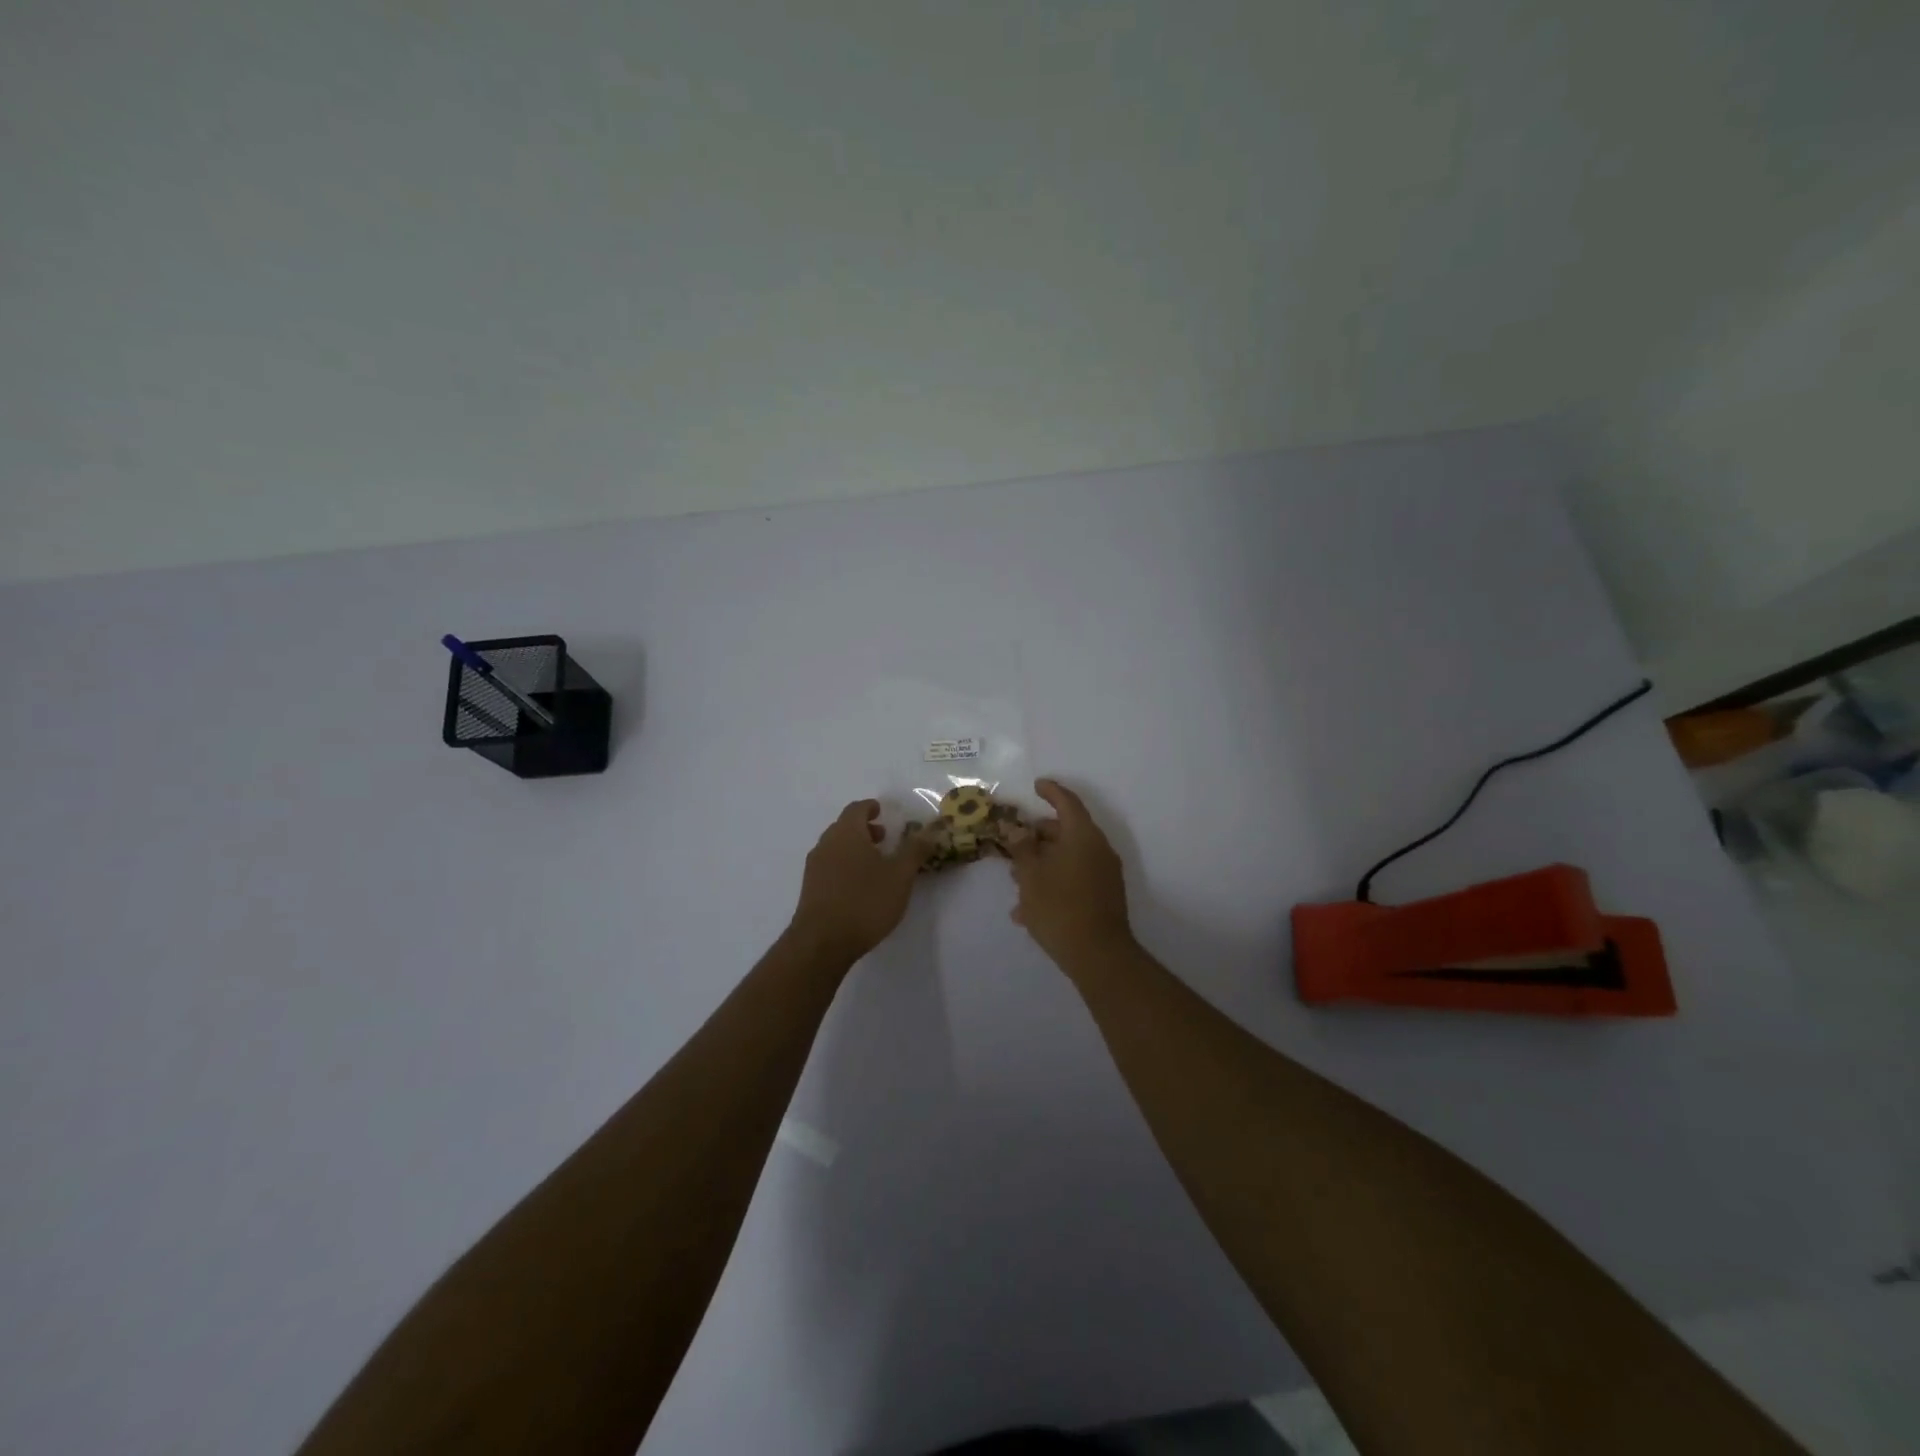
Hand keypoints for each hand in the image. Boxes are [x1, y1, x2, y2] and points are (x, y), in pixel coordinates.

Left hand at [788, 800, 933, 964]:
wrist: (822, 942)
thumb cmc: (865, 901)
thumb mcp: (900, 875)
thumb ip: (915, 850)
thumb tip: (930, 829)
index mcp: (846, 833)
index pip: (856, 809)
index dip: (870, 807)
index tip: (883, 811)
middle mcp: (826, 844)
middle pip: (844, 827)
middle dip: (864, 829)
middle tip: (884, 838)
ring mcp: (815, 867)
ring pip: (836, 847)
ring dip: (855, 848)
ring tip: (876, 864)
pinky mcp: (810, 889)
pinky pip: (830, 866)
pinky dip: (845, 865)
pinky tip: (860, 885)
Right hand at [1006, 779, 1133, 967]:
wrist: (1098, 955)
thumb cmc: (1059, 907)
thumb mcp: (1031, 875)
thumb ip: (1022, 848)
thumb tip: (1016, 829)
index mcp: (1083, 836)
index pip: (1067, 803)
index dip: (1051, 791)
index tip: (1037, 785)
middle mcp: (1098, 849)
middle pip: (1067, 831)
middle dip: (1039, 835)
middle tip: (1014, 842)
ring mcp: (1104, 874)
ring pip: (1069, 857)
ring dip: (1043, 862)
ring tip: (1016, 879)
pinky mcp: (1104, 896)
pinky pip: (1075, 878)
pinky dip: (1054, 882)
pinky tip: (1028, 908)